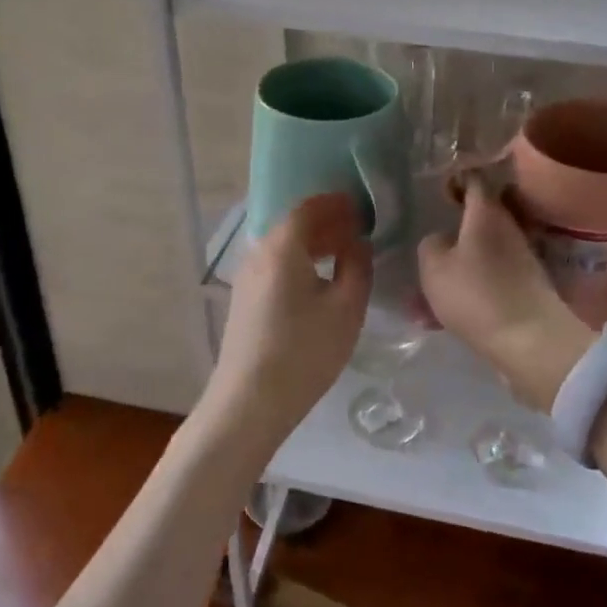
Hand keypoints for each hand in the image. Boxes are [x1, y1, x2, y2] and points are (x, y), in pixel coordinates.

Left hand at [202, 193, 373, 453]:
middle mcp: (258, 253)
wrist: (249, 403)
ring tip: (345, 252)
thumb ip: (357, 267)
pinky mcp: (245, 299)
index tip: (362, 204)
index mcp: (282, 247)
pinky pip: (276, 265)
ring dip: (314, 242)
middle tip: (360, 227)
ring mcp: (247, 277)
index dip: (336, 203)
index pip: (309, 208)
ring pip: (284, 246)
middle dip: (327, 222)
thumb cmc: (304, 351)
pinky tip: (320, 279)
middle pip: (294, 225)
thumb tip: (357, 243)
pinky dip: (301, 260)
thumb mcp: (346, 309)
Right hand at [418, 177, 592, 411]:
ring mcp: (520, 259)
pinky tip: (441, 318)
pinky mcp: (525, 288)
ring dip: (455, 269)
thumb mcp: (434, 267)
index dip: (456, 179)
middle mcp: (508, 229)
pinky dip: (466, 292)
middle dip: (453, 230)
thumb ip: (431, 244)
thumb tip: (441, 239)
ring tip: (423, 299)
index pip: (474, 179)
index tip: (439, 189)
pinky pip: (487, 281)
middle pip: (478, 219)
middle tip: (429, 243)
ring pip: (479, 255)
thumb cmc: (477, 294)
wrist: (531, 342)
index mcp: (486, 213)